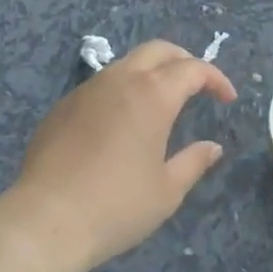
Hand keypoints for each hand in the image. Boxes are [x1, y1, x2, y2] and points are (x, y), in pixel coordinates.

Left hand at [7, 40, 235, 271]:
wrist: (45, 221)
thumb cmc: (116, 206)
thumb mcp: (167, 191)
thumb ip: (194, 162)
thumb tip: (212, 147)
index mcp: (153, 94)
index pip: (193, 69)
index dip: (215, 79)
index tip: (227, 99)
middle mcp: (121, 79)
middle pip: (159, 50)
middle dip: (183, 61)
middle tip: (197, 85)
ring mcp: (88, 89)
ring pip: (127, 63)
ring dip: (150, 73)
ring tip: (159, 102)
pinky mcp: (63, 106)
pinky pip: (100, 85)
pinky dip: (121, 91)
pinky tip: (119, 123)